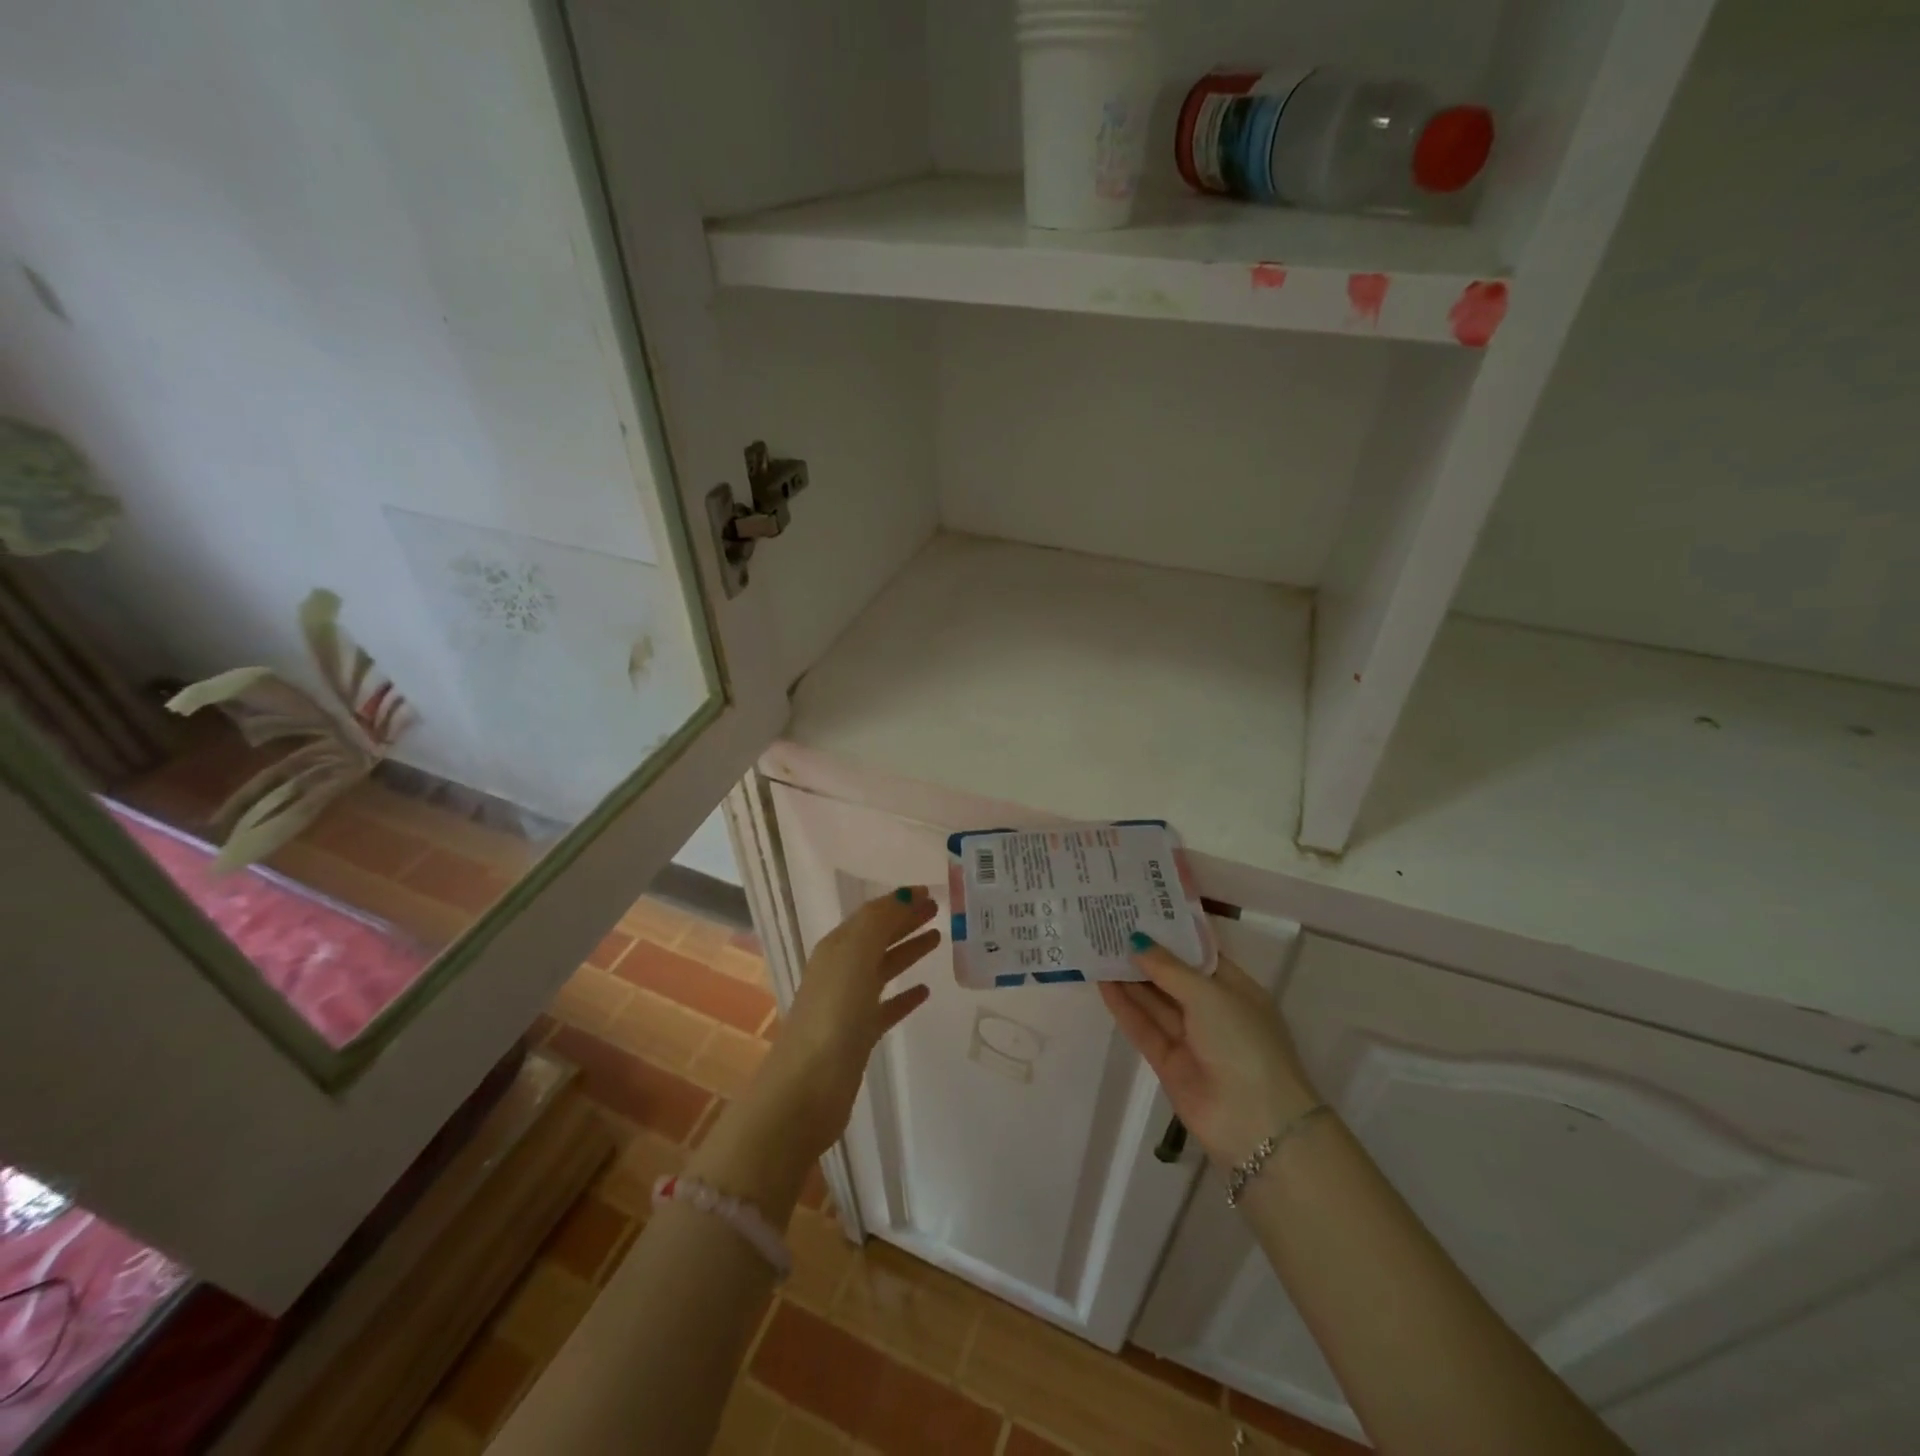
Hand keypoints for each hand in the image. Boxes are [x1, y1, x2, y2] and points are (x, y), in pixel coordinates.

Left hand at [750, 887, 938, 1163]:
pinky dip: (905, 996)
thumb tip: (907, 893)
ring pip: (883, 968)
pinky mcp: (858, 1036)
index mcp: (837, 947)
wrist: (807, 1087)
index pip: (872, 914)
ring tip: (938, 940)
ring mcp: (848, 1004)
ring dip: (908, 952)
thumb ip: (880, 921)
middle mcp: (840, 970)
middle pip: (878, 938)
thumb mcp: (855, 954)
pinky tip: (925, 992)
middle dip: (906, 921)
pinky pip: (887, 1006)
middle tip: (939, 911)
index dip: (900, 901)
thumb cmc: (833, 1013)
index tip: (932, 893)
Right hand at [1100, 935, 1319, 1168]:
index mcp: (1235, 989)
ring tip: (1098, 948)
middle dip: (1145, 955)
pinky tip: (1102, 983)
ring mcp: (1190, 1038)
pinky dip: (1124, 1007)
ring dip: (1129, 978)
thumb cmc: (1243, 1042)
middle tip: (1109, 927)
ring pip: (1155, 1002)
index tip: (1139, 912)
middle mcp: (1213, 1011)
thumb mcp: (1209, 995)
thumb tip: (1137, 942)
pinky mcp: (1168, 1062)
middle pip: (1173, 977)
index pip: (1198, 955)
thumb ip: (1168, 968)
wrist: (1255, 1123)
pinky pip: (1144, 1027)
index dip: (1170, 935)